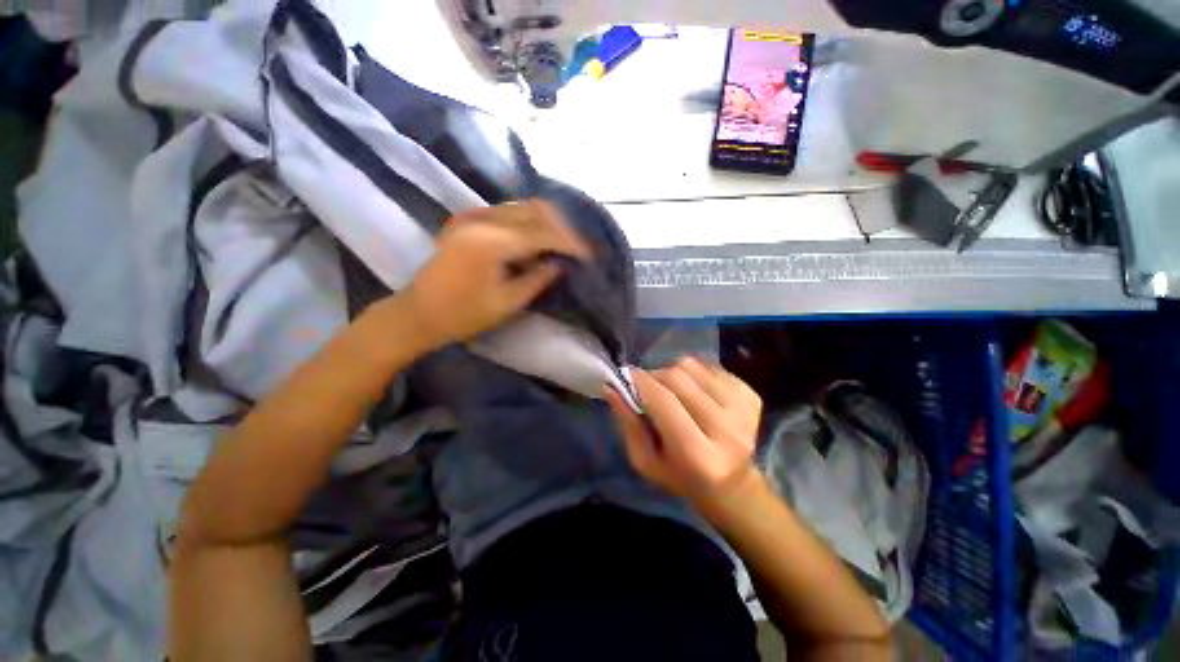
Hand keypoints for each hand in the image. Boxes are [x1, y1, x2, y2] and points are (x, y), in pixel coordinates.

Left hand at [398, 200, 590, 348]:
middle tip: (578, 247)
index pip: (542, 233)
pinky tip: (537, 238)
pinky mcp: (466, 220)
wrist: (419, 312)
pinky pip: (506, 211)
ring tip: (562, 243)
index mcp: (491, 242)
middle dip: (561, 228)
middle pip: (534, 211)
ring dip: (545, 222)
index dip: (569, 243)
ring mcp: (471, 216)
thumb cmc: (464, 315)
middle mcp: (481, 219)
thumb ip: (538, 279)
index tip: (588, 254)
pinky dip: (527, 221)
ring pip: (521, 207)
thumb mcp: (508, 303)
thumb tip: (561, 264)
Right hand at [605, 357, 761, 505]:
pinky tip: (694, 392)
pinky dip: (694, 373)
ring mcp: (743, 409)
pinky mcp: (751, 395)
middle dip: (654, 376)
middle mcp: (727, 430)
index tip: (625, 377)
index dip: (640, 383)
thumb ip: (628, 424)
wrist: (731, 483)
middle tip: (647, 386)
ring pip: (692, 366)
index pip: (663, 402)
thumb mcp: (645, 461)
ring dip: (674, 373)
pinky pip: (709, 366)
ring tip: (672, 391)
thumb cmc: (680, 476)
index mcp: (699, 455)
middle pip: (678, 377)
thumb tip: (613, 387)